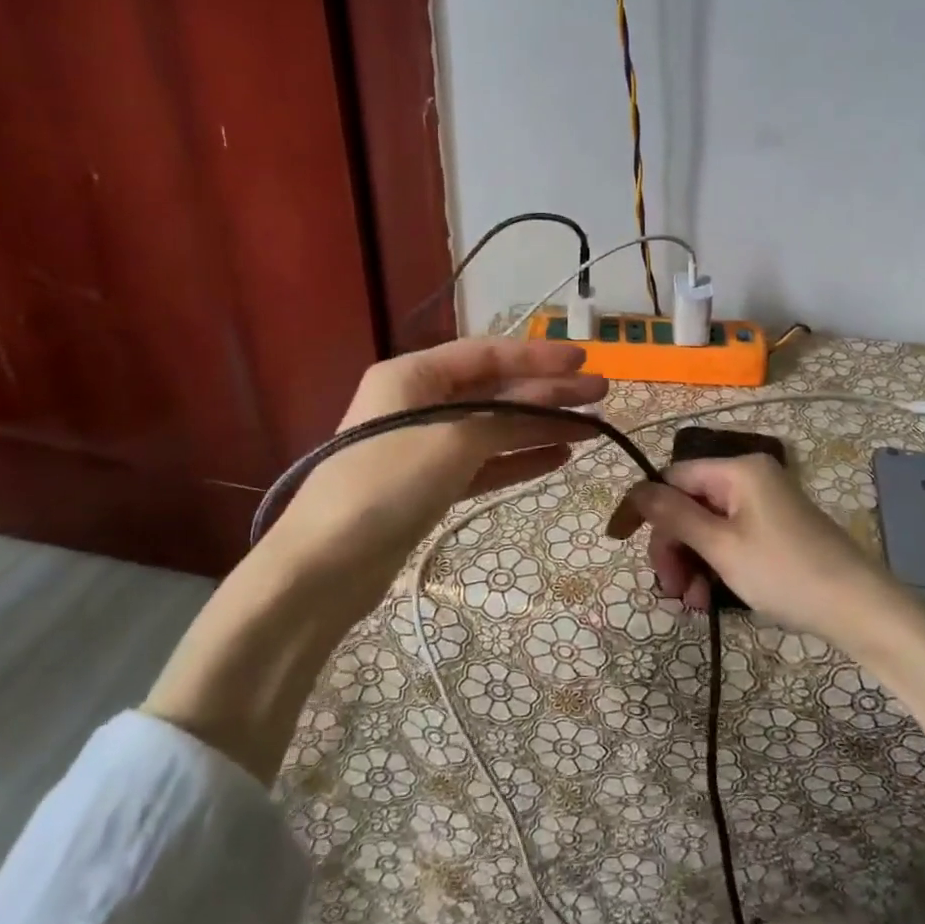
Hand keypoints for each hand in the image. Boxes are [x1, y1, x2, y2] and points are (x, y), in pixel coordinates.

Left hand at [146, 338, 605, 782]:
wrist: (323, 568)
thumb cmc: (386, 485)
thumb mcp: (453, 440)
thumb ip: (508, 416)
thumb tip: (555, 404)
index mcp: (412, 376)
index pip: (486, 354)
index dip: (537, 357)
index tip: (583, 363)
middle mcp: (416, 403)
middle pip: (494, 391)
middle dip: (547, 393)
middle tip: (601, 396)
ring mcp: (422, 447)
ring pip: (492, 428)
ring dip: (539, 426)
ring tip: (590, 429)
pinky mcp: (427, 486)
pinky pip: (482, 463)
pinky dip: (517, 460)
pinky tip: (556, 457)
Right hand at [609, 455, 903, 647]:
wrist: (859, 608)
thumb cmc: (785, 572)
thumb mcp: (722, 546)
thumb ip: (674, 516)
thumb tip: (637, 491)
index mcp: (738, 470)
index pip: (672, 477)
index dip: (642, 507)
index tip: (617, 540)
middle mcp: (750, 479)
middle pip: (689, 504)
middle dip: (673, 546)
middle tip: (670, 589)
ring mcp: (764, 505)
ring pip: (707, 526)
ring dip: (692, 563)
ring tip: (692, 603)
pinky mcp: (775, 530)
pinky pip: (730, 539)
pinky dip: (715, 565)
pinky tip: (710, 599)